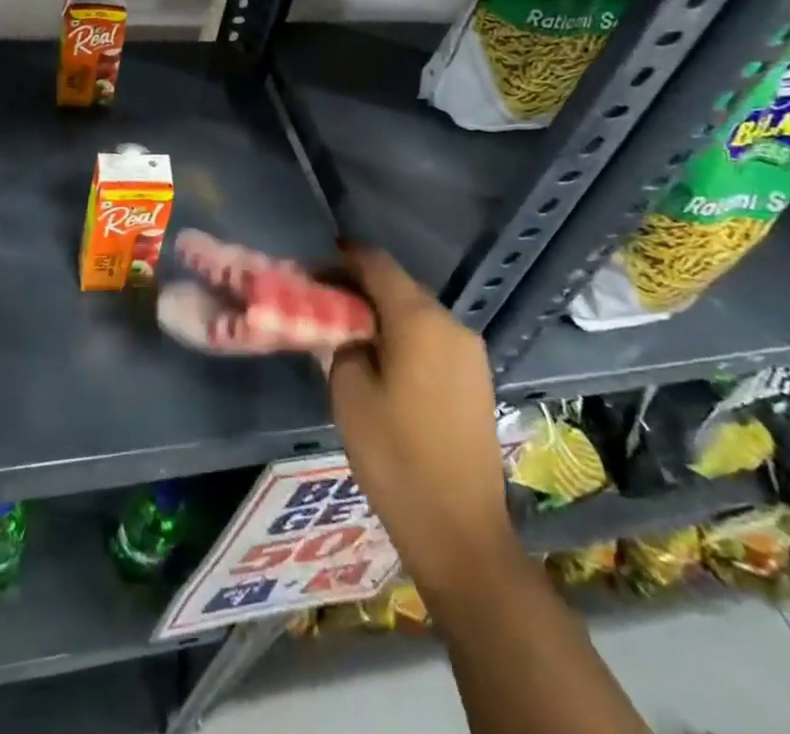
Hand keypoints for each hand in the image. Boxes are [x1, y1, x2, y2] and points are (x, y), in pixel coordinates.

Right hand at [327, 248, 513, 595]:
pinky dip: (404, 334)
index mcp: (419, 319)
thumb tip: (344, 326)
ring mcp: (470, 352)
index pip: (376, 263)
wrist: (460, 531)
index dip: (342, 258)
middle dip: (360, 286)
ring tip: (348, 330)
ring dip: (383, 312)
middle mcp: (450, 323)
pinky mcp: (477, 378)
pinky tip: (382, 358)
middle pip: (398, 285)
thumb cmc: (395, 457)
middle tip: (323, 301)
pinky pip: (433, 337)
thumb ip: (342, 343)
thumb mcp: (349, 393)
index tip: (312, 268)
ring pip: (417, 311)